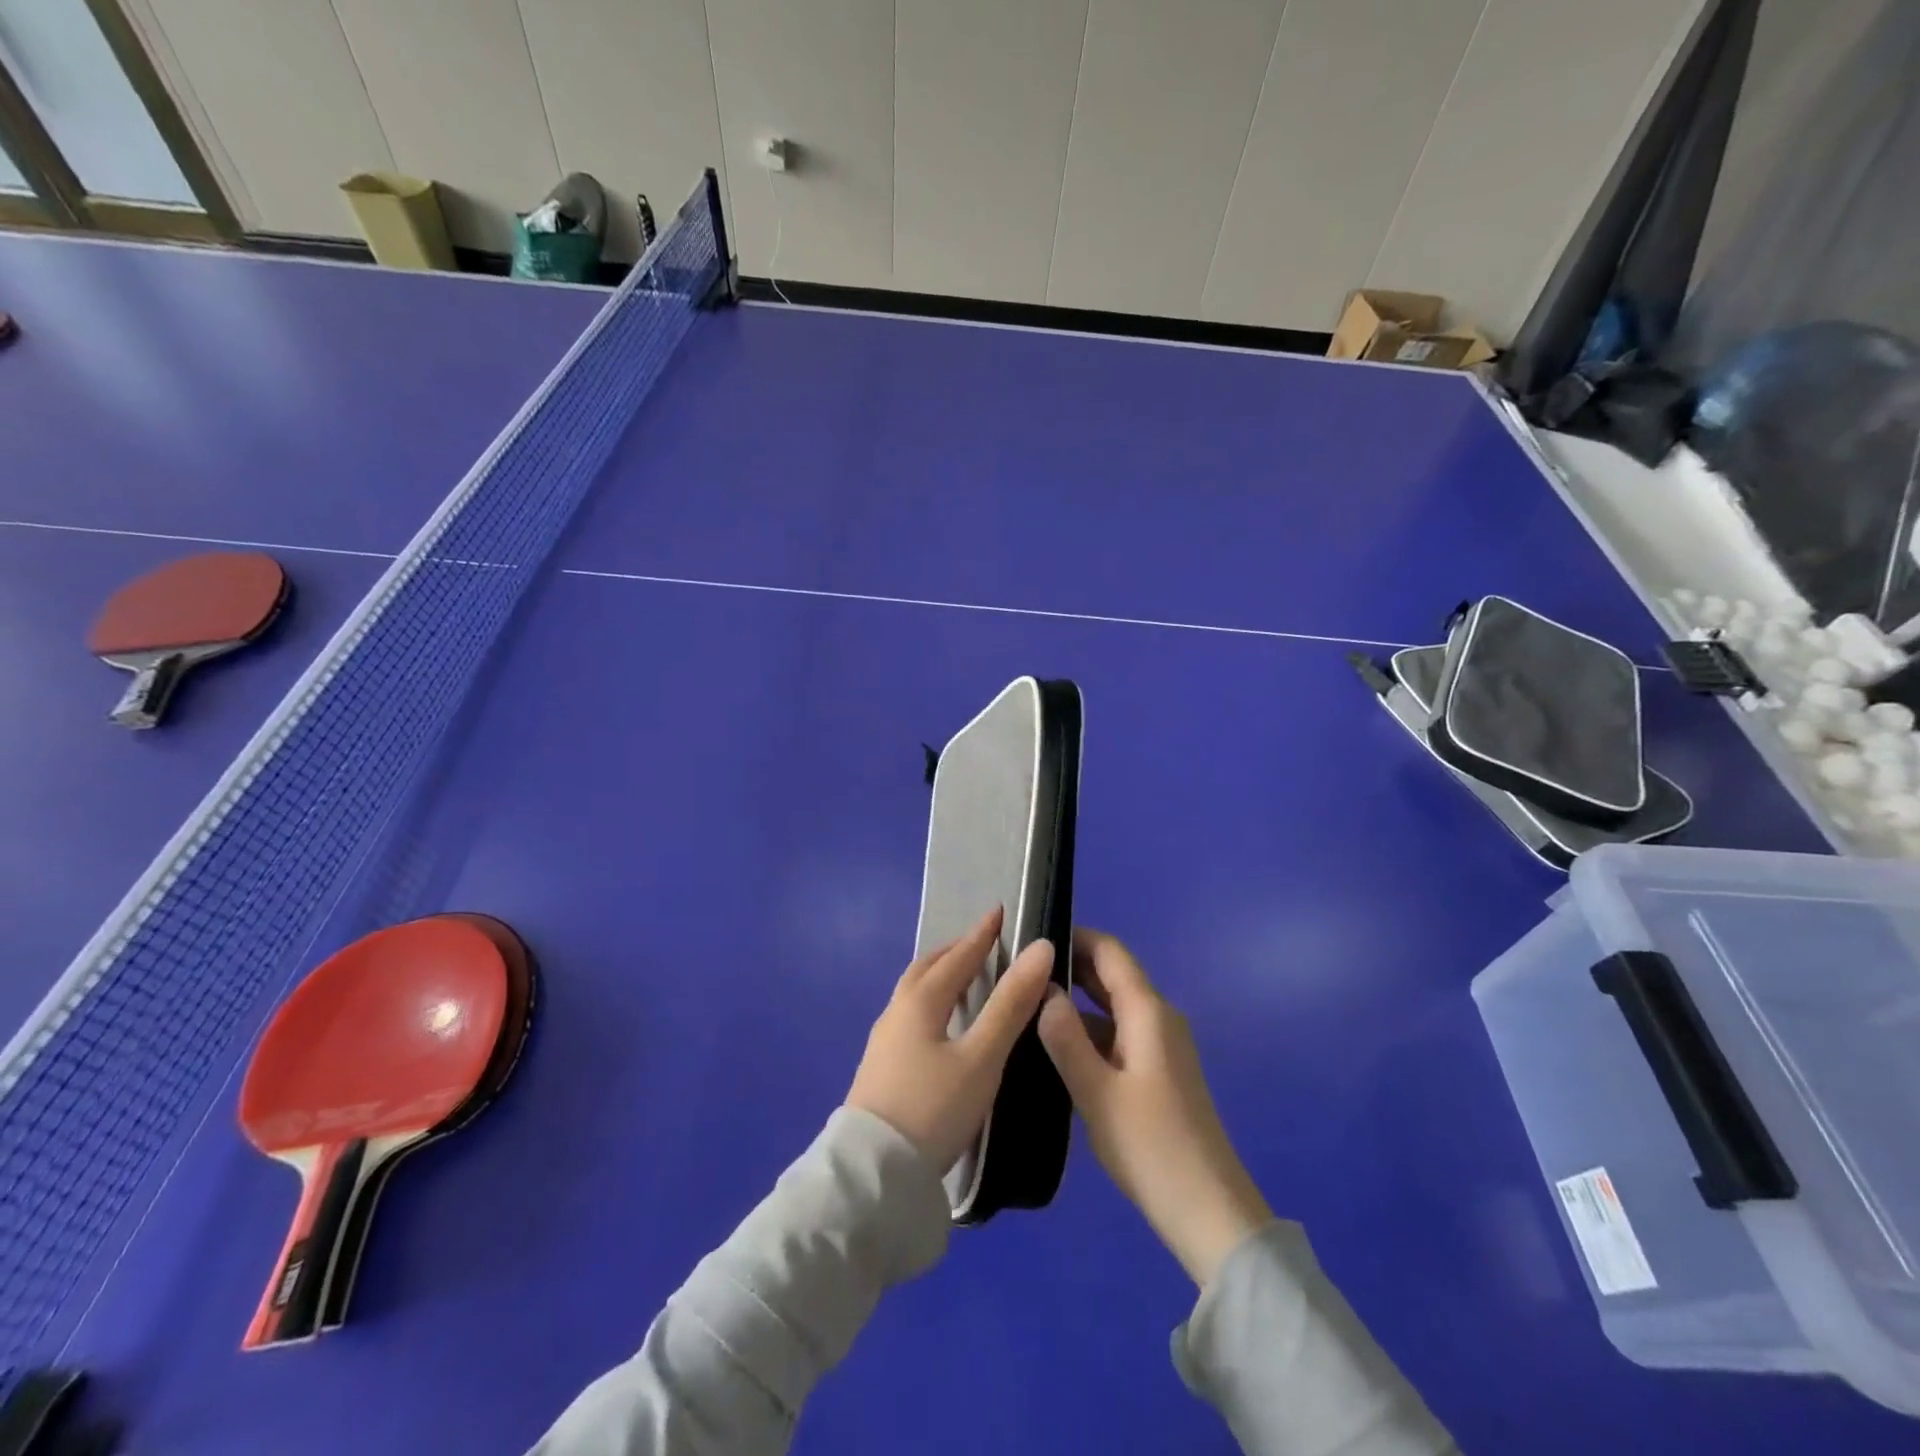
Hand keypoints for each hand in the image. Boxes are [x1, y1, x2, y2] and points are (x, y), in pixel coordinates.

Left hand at [847, 907, 1054, 1175]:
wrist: (873, 1174)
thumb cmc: (933, 1109)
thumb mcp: (981, 1058)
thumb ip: (1011, 1004)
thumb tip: (1040, 949)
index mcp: (920, 1001)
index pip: (958, 956)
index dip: (981, 934)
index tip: (999, 911)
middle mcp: (897, 1012)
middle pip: (928, 968)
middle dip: (956, 951)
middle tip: (983, 944)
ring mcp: (884, 1040)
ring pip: (915, 992)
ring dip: (941, 976)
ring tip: (966, 980)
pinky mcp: (880, 1067)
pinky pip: (910, 1015)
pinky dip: (932, 1002)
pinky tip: (942, 1026)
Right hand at [1038, 929, 1272, 1287]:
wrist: (1209, 1212)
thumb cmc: (1150, 1147)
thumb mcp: (1096, 1092)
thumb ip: (1065, 1037)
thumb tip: (1043, 988)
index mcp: (1148, 1012)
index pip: (1110, 951)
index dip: (1074, 935)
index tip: (1032, 935)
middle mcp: (1158, 1018)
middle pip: (1112, 975)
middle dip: (1070, 966)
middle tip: (1020, 968)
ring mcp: (1161, 1046)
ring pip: (1113, 1007)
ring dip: (1076, 1000)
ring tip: (1027, 1004)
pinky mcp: (1158, 1071)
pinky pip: (1119, 1033)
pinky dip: (1089, 1030)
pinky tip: (1055, 1046)